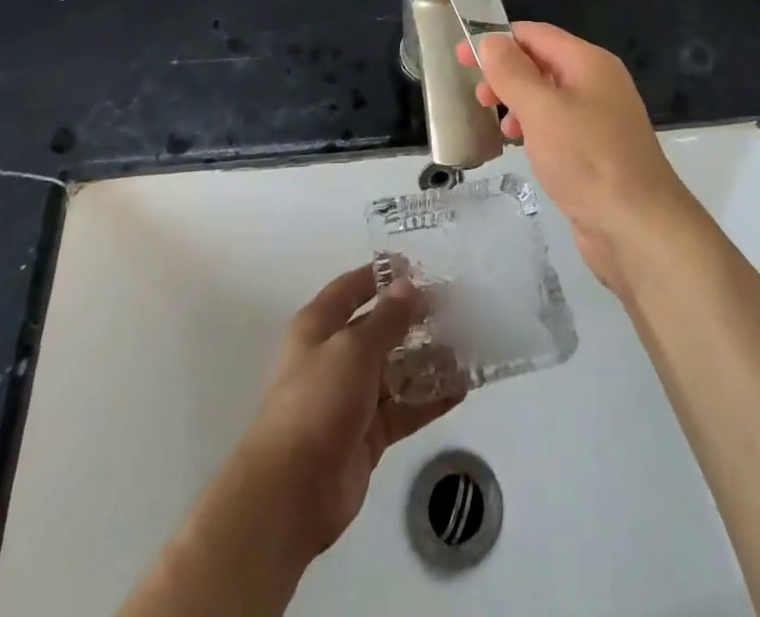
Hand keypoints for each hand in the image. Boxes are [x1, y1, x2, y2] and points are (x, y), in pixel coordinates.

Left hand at [233, 265, 461, 558]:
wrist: (291, 493)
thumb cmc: (317, 401)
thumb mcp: (353, 349)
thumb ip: (386, 318)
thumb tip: (408, 286)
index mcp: (318, 328)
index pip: (351, 289)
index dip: (380, 275)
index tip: (416, 266)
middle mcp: (334, 357)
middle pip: (379, 329)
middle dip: (414, 319)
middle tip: (456, 308)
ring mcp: (352, 398)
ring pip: (396, 369)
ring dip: (428, 359)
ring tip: (467, 345)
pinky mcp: (368, 434)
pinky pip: (404, 408)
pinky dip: (429, 398)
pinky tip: (461, 387)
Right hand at [458, 22, 700, 294]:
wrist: (638, 227)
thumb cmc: (588, 160)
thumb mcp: (542, 111)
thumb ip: (513, 73)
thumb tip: (491, 41)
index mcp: (589, 63)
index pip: (536, 34)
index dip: (497, 41)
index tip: (461, 56)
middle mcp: (597, 83)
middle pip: (542, 63)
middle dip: (506, 74)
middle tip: (477, 97)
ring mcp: (599, 118)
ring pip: (547, 96)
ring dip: (517, 102)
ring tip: (498, 126)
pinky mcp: (595, 149)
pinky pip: (557, 124)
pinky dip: (533, 127)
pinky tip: (521, 146)